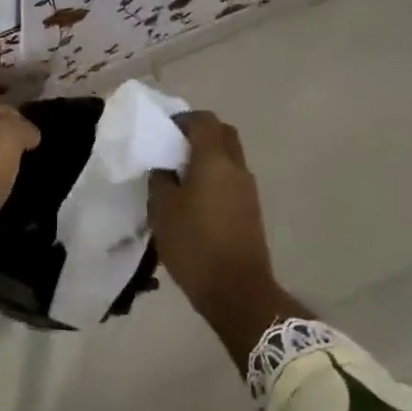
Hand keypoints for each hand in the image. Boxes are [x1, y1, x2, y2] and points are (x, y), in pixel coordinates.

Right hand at [151, 112, 302, 360]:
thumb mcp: (162, 209)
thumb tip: (164, 167)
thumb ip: (160, 179)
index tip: (161, 131)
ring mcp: (248, 189)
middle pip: (222, 134)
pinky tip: (194, 200)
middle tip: (172, 149)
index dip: (182, 119)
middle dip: (199, 134)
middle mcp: (236, 167)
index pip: (203, 120)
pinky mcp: (251, 210)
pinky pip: (231, 180)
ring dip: (207, 158)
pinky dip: (215, 178)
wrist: (237, 290)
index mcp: (214, 159)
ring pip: (229, 157)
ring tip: (179, 177)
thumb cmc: (195, 243)